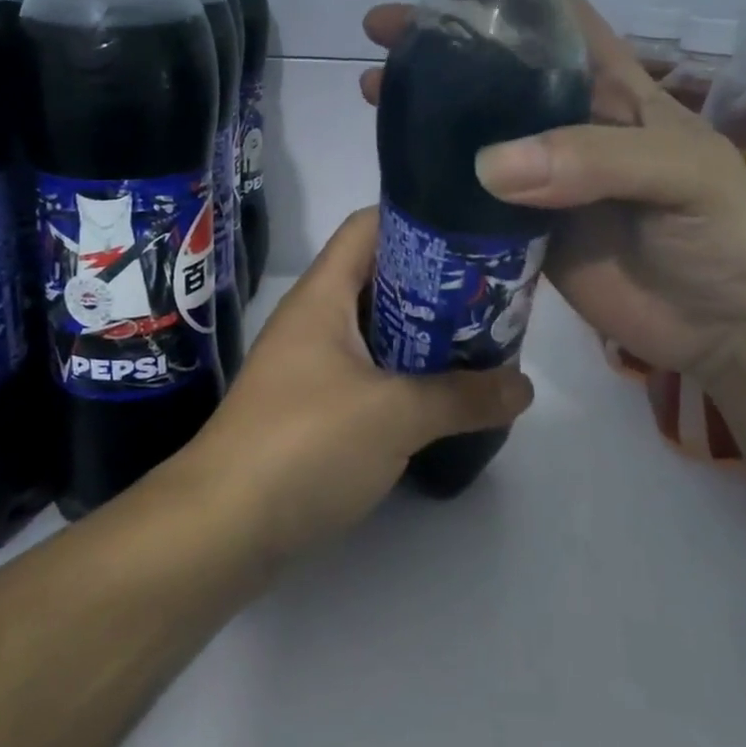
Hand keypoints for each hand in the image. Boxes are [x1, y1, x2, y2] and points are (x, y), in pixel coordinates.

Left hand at [183, 208, 533, 562]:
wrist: (221, 528)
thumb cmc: (304, 444)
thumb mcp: (395, 414)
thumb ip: (463, 397)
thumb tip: (524, 387)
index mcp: (323, 295)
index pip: (369, 226)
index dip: (419, 218)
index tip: (473, 235)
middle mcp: (314, 320)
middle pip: (381, 278)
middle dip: (436, 285)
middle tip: (491, 298)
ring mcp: (310, 366)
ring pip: (377, 330)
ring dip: (424, 335)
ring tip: (480, 344)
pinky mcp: (312, 409)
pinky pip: (368, 374)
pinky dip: (405, 376)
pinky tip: (442, 396)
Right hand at [361, 0, 745, 377]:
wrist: (723, 328)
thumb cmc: (721, 233)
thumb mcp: (679, 175)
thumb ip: (594, 160)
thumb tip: (487, 165)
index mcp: (611, 89)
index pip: (555, 18)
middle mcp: (567, 124)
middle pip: (495, 70)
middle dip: (442, 43)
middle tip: (382, 31)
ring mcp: (541, 178)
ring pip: (472, 130)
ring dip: (425, 107)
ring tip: (372, 89)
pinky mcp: (522, 229)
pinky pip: (468, 196)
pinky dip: (431, 178)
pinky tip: (394, 165)